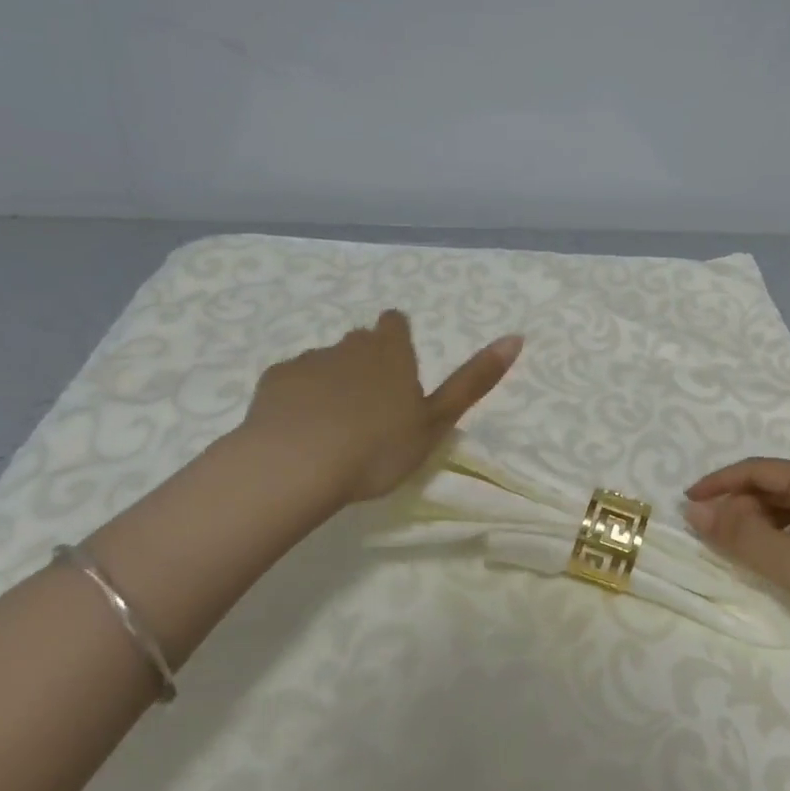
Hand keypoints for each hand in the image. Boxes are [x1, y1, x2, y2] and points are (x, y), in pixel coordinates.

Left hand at [236, 311, 522, 503]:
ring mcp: (308, 361)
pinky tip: (300, 429)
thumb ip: (474, 381)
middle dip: (366, 361)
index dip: (398, 338)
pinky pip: (291, 381)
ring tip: (334, 424)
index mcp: (391, 352)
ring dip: (332, 381)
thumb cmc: (378, 447)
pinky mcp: (272, 382)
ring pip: (325, 362)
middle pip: (360, 341)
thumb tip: (517, 336)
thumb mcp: (436, 421)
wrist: (296, 466)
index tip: (399, 366)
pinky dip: (298, 397)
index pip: (396, 324)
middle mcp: (349, 346)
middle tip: (371, 405)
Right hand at [683, 458, 789, 638]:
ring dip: (756, 524)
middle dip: (735, 506)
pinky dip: (778, 539)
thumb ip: (743, 537)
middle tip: (709, 534)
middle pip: (769, 487)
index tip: (687, 504)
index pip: (754, 470)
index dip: (717, 483)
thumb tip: (696, 512)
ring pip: (785, 509)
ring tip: (735, 550)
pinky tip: (775, 563)